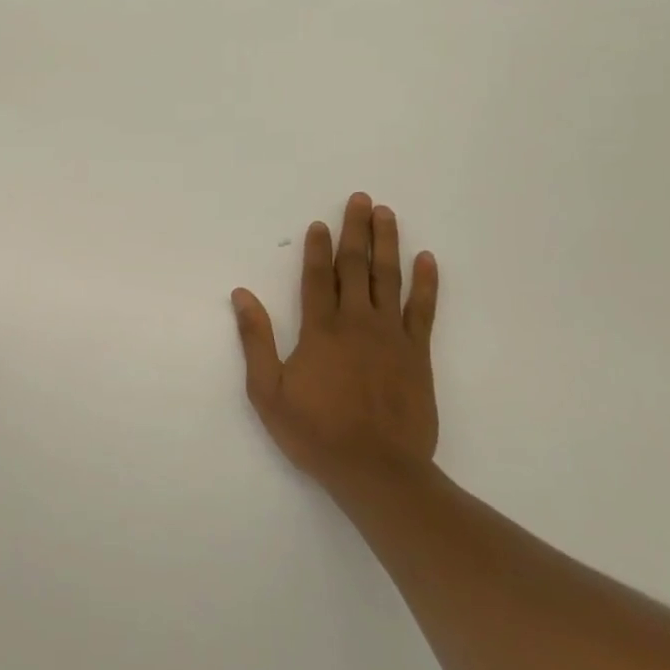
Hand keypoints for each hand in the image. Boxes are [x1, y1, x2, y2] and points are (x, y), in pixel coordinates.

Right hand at [231, 193, 439, 488]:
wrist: (377, 470)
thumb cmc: (316, 432)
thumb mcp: (268, 391)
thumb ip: (256, 340)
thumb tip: (242, 295)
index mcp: (320, 330)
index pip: (318, 276)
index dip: (318, 247)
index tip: (320, 222)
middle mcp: (357, 323)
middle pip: (356, 266)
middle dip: (356, 230)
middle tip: (361, 199)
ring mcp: (391, 336)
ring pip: (389, 279)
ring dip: (388, 243)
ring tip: (387, 214)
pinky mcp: (417, 354)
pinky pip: (423, 310)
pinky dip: (426, 283)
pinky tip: (427, 259)